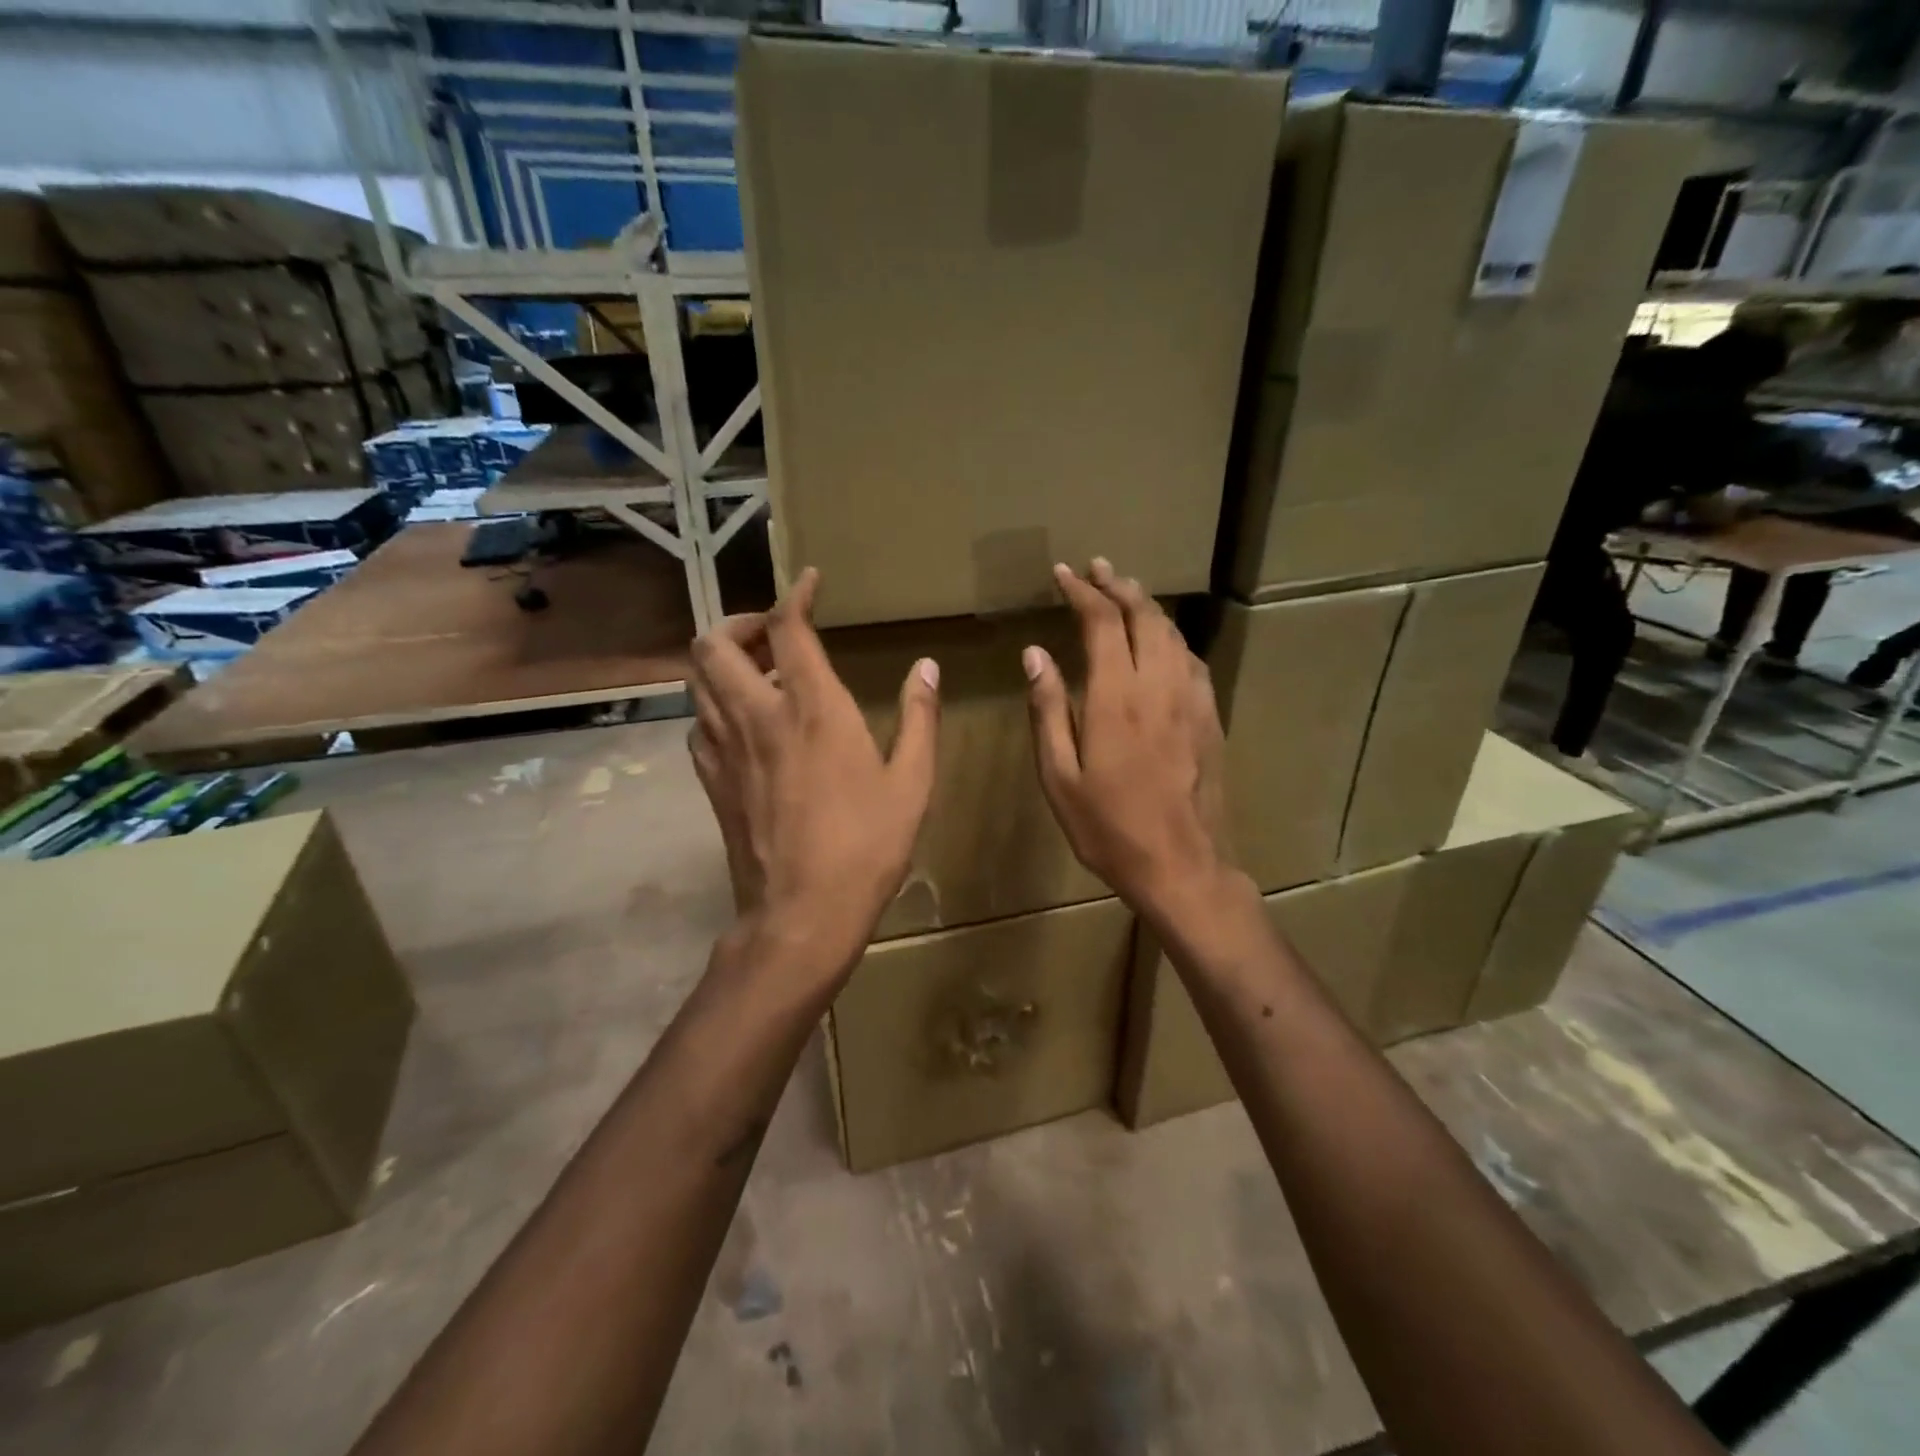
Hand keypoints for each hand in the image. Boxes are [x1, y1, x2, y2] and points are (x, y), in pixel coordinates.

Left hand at [687, 569, 939, 980]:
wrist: (802, 913)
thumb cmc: (867, 845)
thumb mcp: (912, 782)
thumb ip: (919, 717)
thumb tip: (926, 668)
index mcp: (813, 708)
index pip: (788, 628)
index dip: (796, 595)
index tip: (810, 583)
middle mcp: (758, 714)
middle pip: (715, 643)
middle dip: (738, 623)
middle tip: (771, 633)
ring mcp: (725, 748)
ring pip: (697, 680)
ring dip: (722, 662)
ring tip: (759, 673)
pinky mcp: (711, 780)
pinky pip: (698, 724)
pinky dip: (715, 708)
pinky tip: (744, 726)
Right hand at [1024, 559, 1236, 921]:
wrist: (1182, 866)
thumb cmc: (1109, 828)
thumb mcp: (1060, 777)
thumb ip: (1048, 710)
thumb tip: (1035, 655)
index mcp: (1116, 697)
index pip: (1101, 621)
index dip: (1082, 591)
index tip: (1063, 574)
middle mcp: (1158, 686)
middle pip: (1144, 616)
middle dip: (1118, 585)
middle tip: (1096, 568)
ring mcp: (1191, 700)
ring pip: (1172, 633)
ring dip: (1147, 605)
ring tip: (1126, 591)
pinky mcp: (1209, 718)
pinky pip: (1191, 660)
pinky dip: (1171, 637)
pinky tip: (1162, 642)